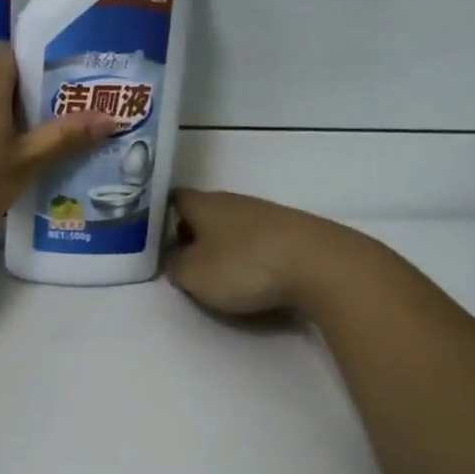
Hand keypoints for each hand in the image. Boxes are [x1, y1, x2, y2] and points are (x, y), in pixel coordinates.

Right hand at [166, 189, 344, 314]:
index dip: (161, 214)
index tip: (153, 234)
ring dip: (222, 244)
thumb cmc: (245, 266)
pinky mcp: (292, 231)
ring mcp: (266, 213)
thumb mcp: (194, 275)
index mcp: (204, 204)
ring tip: (218, 272)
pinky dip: (250, 253)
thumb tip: (175, 260)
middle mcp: (233, 201)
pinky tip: (254, 274)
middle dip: (192, 233)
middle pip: (204, 212)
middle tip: (182, 260)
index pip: (174, 198)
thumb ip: (175, 266)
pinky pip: (259, 239)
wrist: (321, 265)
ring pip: (232, 225)